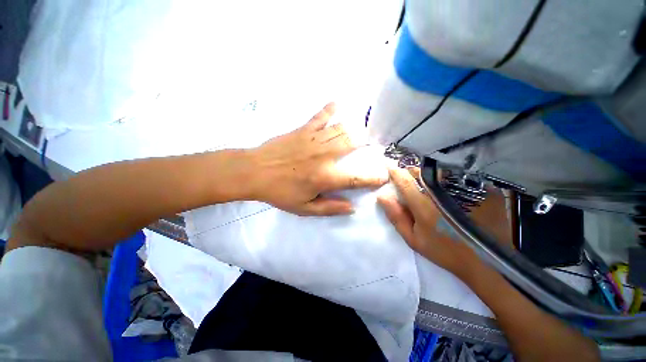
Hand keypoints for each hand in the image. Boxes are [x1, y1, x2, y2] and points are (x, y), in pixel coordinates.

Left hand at [248, 103, 387, 215]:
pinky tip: (338, 104)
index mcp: (325, 177)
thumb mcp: (304, 208)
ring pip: (341, 129)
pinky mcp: (303, 129)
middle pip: (353, 144)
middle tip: (373, 144)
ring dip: (355, 128)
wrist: (254, 172)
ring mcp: (314, 139)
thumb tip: (352, 207)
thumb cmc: (279, 192)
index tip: (383, 176)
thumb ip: (329, 208)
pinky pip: (320, 116)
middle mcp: (324, 156)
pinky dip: (330, 109)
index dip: (373, 178)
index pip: (357, 178)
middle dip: (367, 143)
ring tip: (362, 129)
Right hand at [377, 166, 481, 276]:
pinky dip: (447, 178)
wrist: (486, 260)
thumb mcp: (413, 239)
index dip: (395, 172)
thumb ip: (396, 216)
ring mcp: (464, 189)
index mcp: (424, 206)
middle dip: (410, 172)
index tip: (389, 167)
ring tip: (428, 184)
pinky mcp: (481, 189)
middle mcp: (443, 193)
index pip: (405, 181)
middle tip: (409, 179)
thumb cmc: (444, 251)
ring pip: (438, 171)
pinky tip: (448, 189)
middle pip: (421, 172)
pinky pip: (457, 175)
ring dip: (428, 174)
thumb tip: (382, 196)